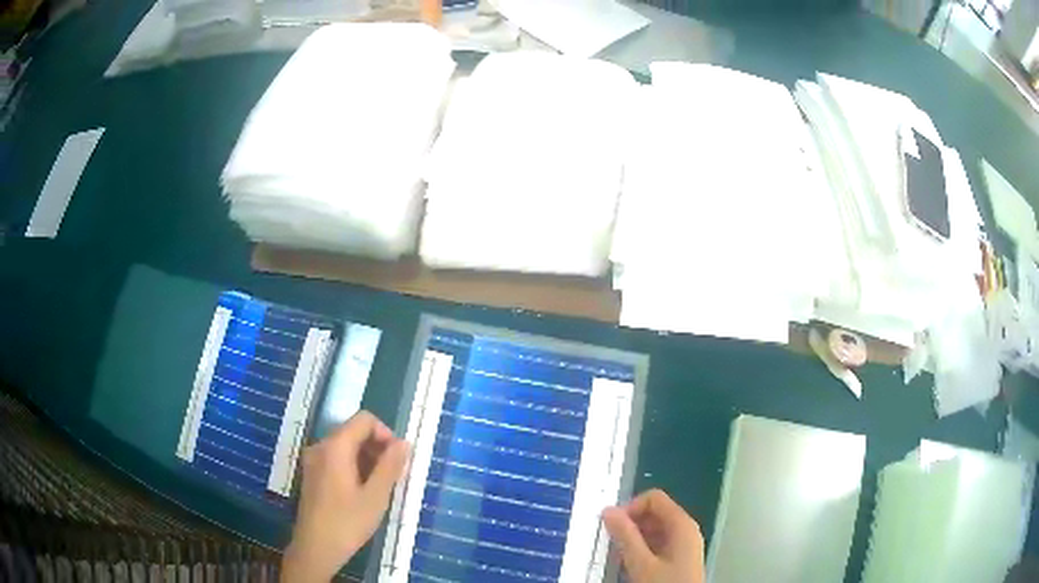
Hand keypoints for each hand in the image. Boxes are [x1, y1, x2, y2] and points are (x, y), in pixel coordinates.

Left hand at [282, 411, 407, 582]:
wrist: (315, 548)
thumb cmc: (347, 522)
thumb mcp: (375, 496)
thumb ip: (390, 466)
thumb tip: (404, 443)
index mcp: (335, 447)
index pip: (364, 420)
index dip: (386, 434)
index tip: (398, 460)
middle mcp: (321, 446)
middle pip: (354, 431)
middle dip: (378, 448)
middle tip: (394, 476)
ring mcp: (314, 461)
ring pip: (346, 446)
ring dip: (367, 459)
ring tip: (381, 487)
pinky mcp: (313, 475)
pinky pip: (336, 459)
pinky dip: (354, 467)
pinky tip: (363, 492)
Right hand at [602, 489, 704, 582]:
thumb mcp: (641, 563)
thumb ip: (625, 536)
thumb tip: (608, 511)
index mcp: (682, 525)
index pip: (654, 499)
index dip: (631, 507)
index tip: (612, 527)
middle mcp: (685, 530)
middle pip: (654, 513)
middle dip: (630, 525)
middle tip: (611, 543)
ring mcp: (683, 545)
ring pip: (654, 531)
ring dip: (633, 539)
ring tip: (619, 557)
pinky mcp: (678, 559)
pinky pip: (657, 545)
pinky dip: (641, 550)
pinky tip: (630, 566)